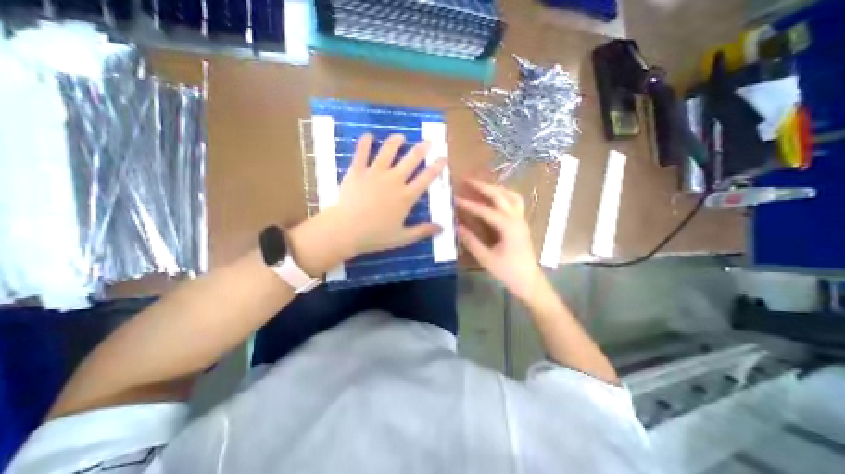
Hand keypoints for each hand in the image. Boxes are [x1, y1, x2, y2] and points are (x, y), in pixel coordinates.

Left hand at [326, 133, 444, 258]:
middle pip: (411, 160)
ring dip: (396, 141)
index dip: (437, 167)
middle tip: (427, 141)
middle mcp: (393, 180)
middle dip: (421, 149)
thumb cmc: (375, 236)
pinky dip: (365, 142)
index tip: (443, 158)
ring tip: (401, 136)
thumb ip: (422, 231)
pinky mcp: (357, 171)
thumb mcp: (402, 237)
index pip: (426, 178)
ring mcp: (375, 173)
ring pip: (388, 151)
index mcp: (406, 196)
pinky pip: (361, 152)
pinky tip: (369, 136)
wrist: (346, 230)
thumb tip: (442, 228)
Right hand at [460, 180, 544, 299]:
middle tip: (467, 181)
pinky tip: (495, 199)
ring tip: (482, 186)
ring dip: (496, 188)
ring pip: (511, 196)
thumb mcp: (486, 258)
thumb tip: (457, 226)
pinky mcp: (522, 224)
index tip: (454, 198)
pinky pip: (515, 203)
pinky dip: (504, 196)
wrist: (529, 281)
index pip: (485, 210)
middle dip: (483, 187)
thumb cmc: (508, 271)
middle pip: (500, 196)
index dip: (468, 204)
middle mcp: (516, 219)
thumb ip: (471, 241)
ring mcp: (521, 220)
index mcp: (508, 226)